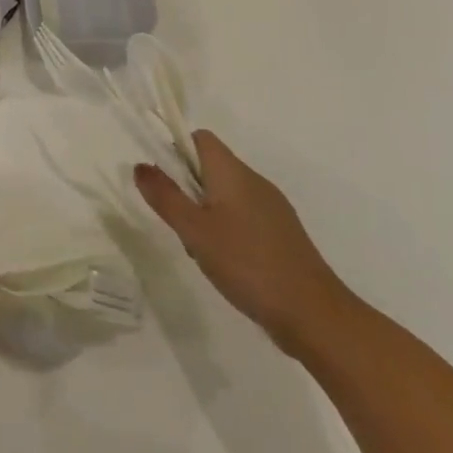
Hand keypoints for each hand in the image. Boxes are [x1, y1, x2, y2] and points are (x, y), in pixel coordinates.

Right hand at [135, 129, 349, 353]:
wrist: (312, 313)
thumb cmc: (246, 263)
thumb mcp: (194, 230)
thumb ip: (165, 196)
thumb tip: (140, 165)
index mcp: (234, 173)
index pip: (201, 139)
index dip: (176, 150)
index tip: (163, 183)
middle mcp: (255, 182)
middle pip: (211, 166)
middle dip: (187, 188)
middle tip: (178, 223)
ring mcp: (272, 208)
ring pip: (226, 194)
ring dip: (204, 211)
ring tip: (199, 248)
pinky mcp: (281, 234)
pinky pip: (243, 216)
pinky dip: (226, 229)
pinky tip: (224, 262)